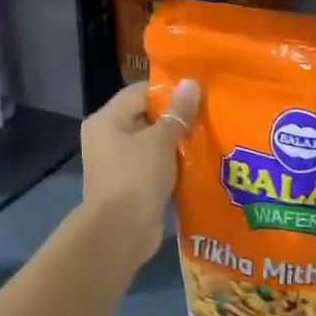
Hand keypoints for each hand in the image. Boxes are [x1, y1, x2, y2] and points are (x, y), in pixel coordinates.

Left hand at [79, 79, 199, 263]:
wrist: (121, 231)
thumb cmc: (137, 177)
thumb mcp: (161, 140)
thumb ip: (177, 113)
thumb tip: (191, 84)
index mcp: (106, 120)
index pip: (140, 92)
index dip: (169, 91)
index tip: (199, 94)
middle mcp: (107, 138)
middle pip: (146, 118)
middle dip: (177, 118)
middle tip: (209, 115)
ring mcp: (118, 164)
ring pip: (153, 145)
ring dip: (177, 144)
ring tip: (209, 137)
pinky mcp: (130, 186)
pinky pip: (154, 167)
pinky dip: (173, 166)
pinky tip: (198, 164)